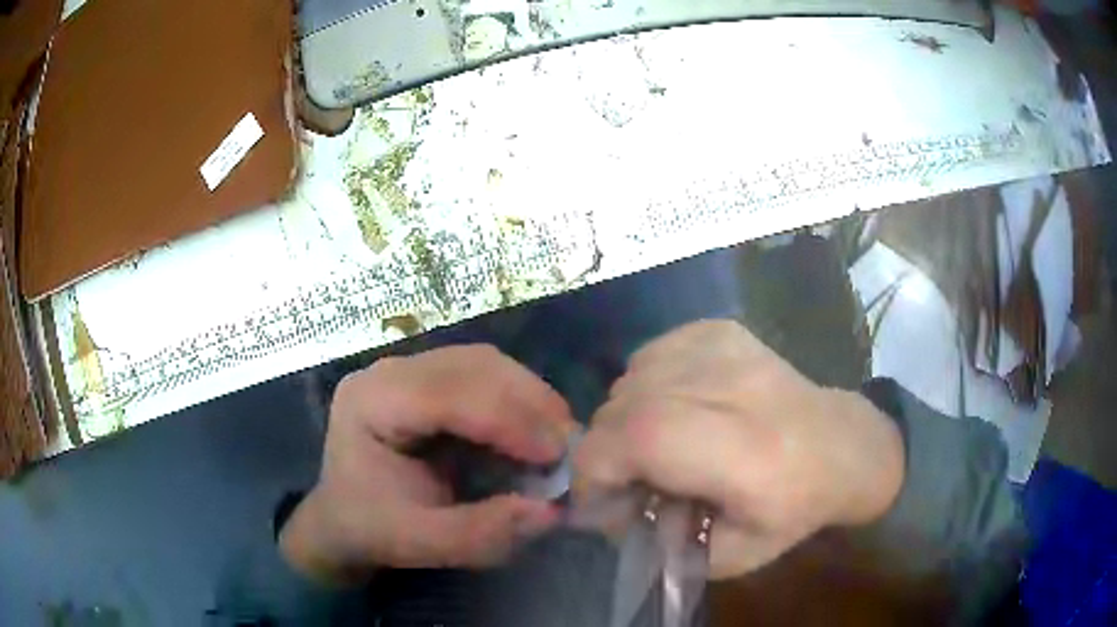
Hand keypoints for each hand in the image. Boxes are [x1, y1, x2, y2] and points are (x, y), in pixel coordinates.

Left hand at [280, 345, 578, 583]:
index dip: (506, 420)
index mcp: (370, 403)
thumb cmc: (371, 528)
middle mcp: (388, 372)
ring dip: (529, 397)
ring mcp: (409, 370)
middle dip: (528, 403)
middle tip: (568, 446)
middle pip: (471, 366)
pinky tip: (535, 430)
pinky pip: (485, 375)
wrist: (343, 518)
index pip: (446, 395)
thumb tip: (551, 511)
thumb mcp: (419, 543)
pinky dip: (519, 400)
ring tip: (557, 438)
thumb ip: (480, 533)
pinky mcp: (430, 380)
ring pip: (484, 363)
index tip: (557, 454)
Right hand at [574, 320, 903, 578]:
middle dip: (606, 452)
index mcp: (746, 451)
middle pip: (624, 405)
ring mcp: (726, 346)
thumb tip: (606, 514)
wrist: (841, 446)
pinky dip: (643, 389)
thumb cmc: (791, 510)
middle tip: (632, 482)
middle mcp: (734, 385)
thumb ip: (659, 542)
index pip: (640, 437)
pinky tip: (674, 410)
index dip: (597, 471)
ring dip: (624, 421)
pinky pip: (648, 357)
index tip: (603, 504)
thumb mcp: (729, 556)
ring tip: (657, 448)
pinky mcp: (720, 330)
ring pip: (628, 379)